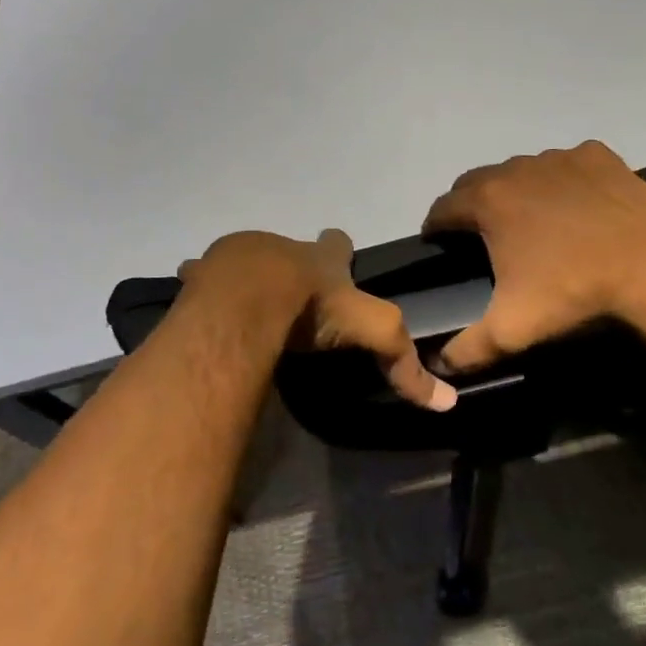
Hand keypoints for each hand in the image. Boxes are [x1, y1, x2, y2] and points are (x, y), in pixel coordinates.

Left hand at [180, 230, 456, 410]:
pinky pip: (200, 276)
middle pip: (288, 250)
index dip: (339, 249)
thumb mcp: (370, 331)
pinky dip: (201, 285)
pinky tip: (199, 300)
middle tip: (288, 291)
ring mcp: (239, 255)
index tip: (338, 255)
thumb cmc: (313, 307)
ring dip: (244, 274)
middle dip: (288, 264)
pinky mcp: (204, 273)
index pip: (338, 243)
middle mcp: (281, 247)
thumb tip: (447, 402)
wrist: (247, 299)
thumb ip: (403, 361)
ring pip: (244, 258)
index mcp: (321, 257)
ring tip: (242, 299)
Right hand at [422, 140, 645, 374]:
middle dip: (470, 204)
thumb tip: (438, 366)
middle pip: (477, 181)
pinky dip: (561, 180)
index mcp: (489, 201)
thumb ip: (467, 349)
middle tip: (481, 234)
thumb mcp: (512, 330)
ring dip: (517, 190)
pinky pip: (566, 164)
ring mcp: (560, 157)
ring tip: (532, 222)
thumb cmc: (574, 294)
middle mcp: (517, 168)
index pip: (443, 207)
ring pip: (522, 170)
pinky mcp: (598, 156)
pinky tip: (575, 205)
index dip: (435, 226)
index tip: (438, 242)